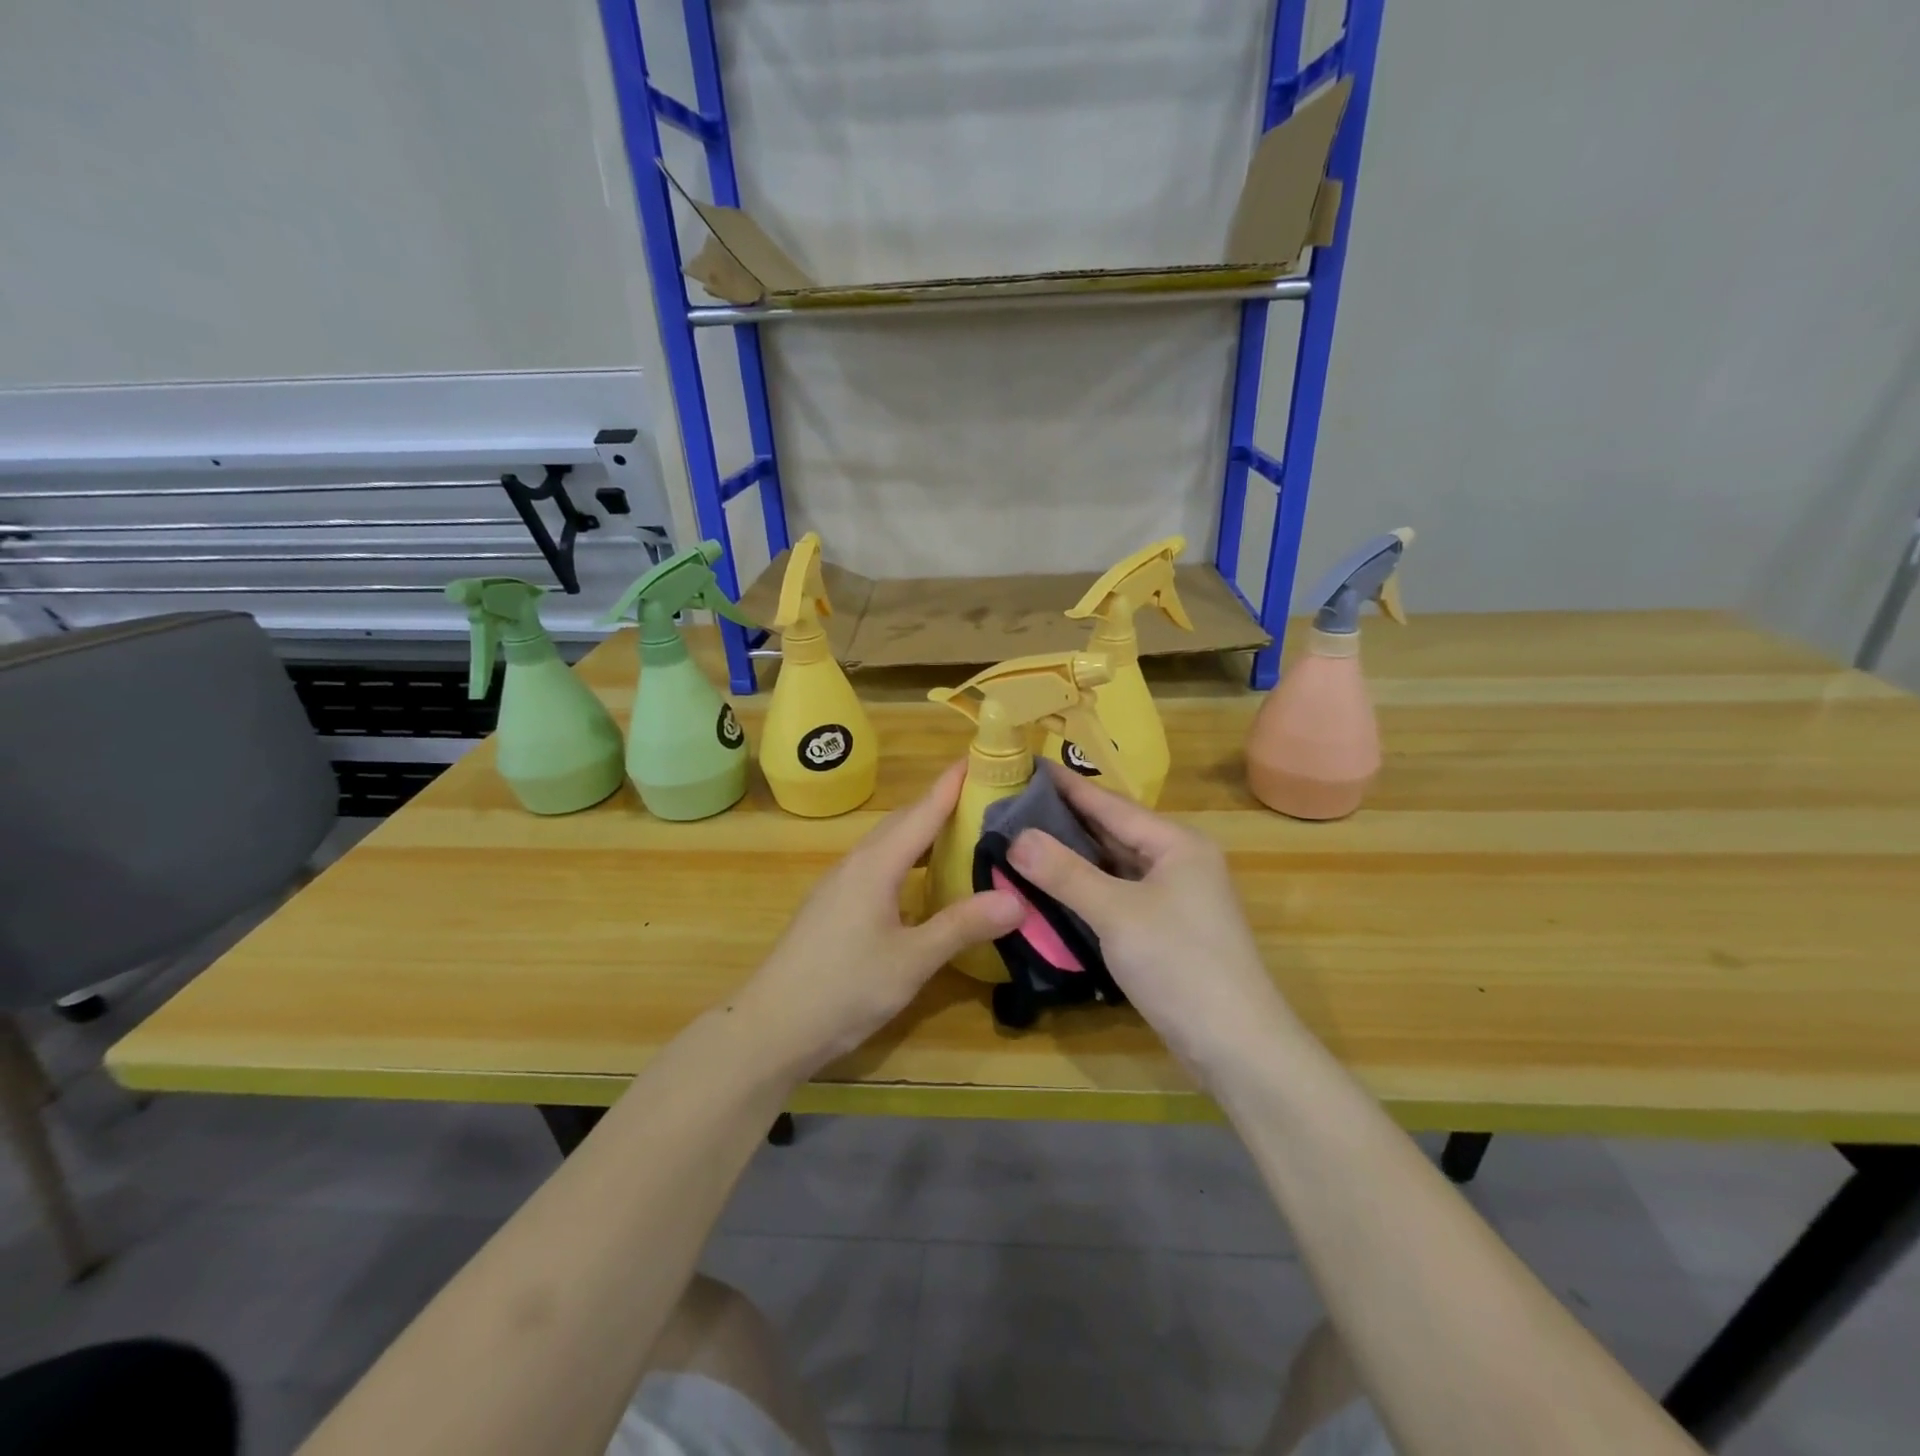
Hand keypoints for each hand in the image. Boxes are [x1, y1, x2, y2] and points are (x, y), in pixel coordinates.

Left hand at [739, 761, 1023, 1075]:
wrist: (771, 1027)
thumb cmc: (844, 988)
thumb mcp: (912, 960)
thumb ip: (962, 926)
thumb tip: (1018, 899)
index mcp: (876, 865)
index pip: (922, 811)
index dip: (952, 784)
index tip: (982, 757)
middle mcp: (857, 864)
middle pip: (903, 821)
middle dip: (942, 804)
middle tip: (986, 798)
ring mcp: (840, 884)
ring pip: (888, 844)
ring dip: (923, 832)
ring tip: (963, 834)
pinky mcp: (834, 906)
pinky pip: (878, 865)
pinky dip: (908, 859)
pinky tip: (924, 881)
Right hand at [1008, 763, 1298, 1081]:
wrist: (1236, 1046)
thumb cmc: (1180, 965)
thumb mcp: (1117, 914)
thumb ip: (1065, 873)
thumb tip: (1016, 837)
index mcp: (1176, 843)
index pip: (1111, 804)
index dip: (1068, 786)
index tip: (1028, 766)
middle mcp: (1178, 861)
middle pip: (1113, 831)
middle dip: (1066, 819)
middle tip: (1014, 804)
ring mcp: (1174, 897)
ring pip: (1114, 865)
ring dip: (1074, 855)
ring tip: (1024, 838)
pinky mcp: (1165, 928)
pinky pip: (1118, 894)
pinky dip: (1086, 887)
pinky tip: (1054, 885)